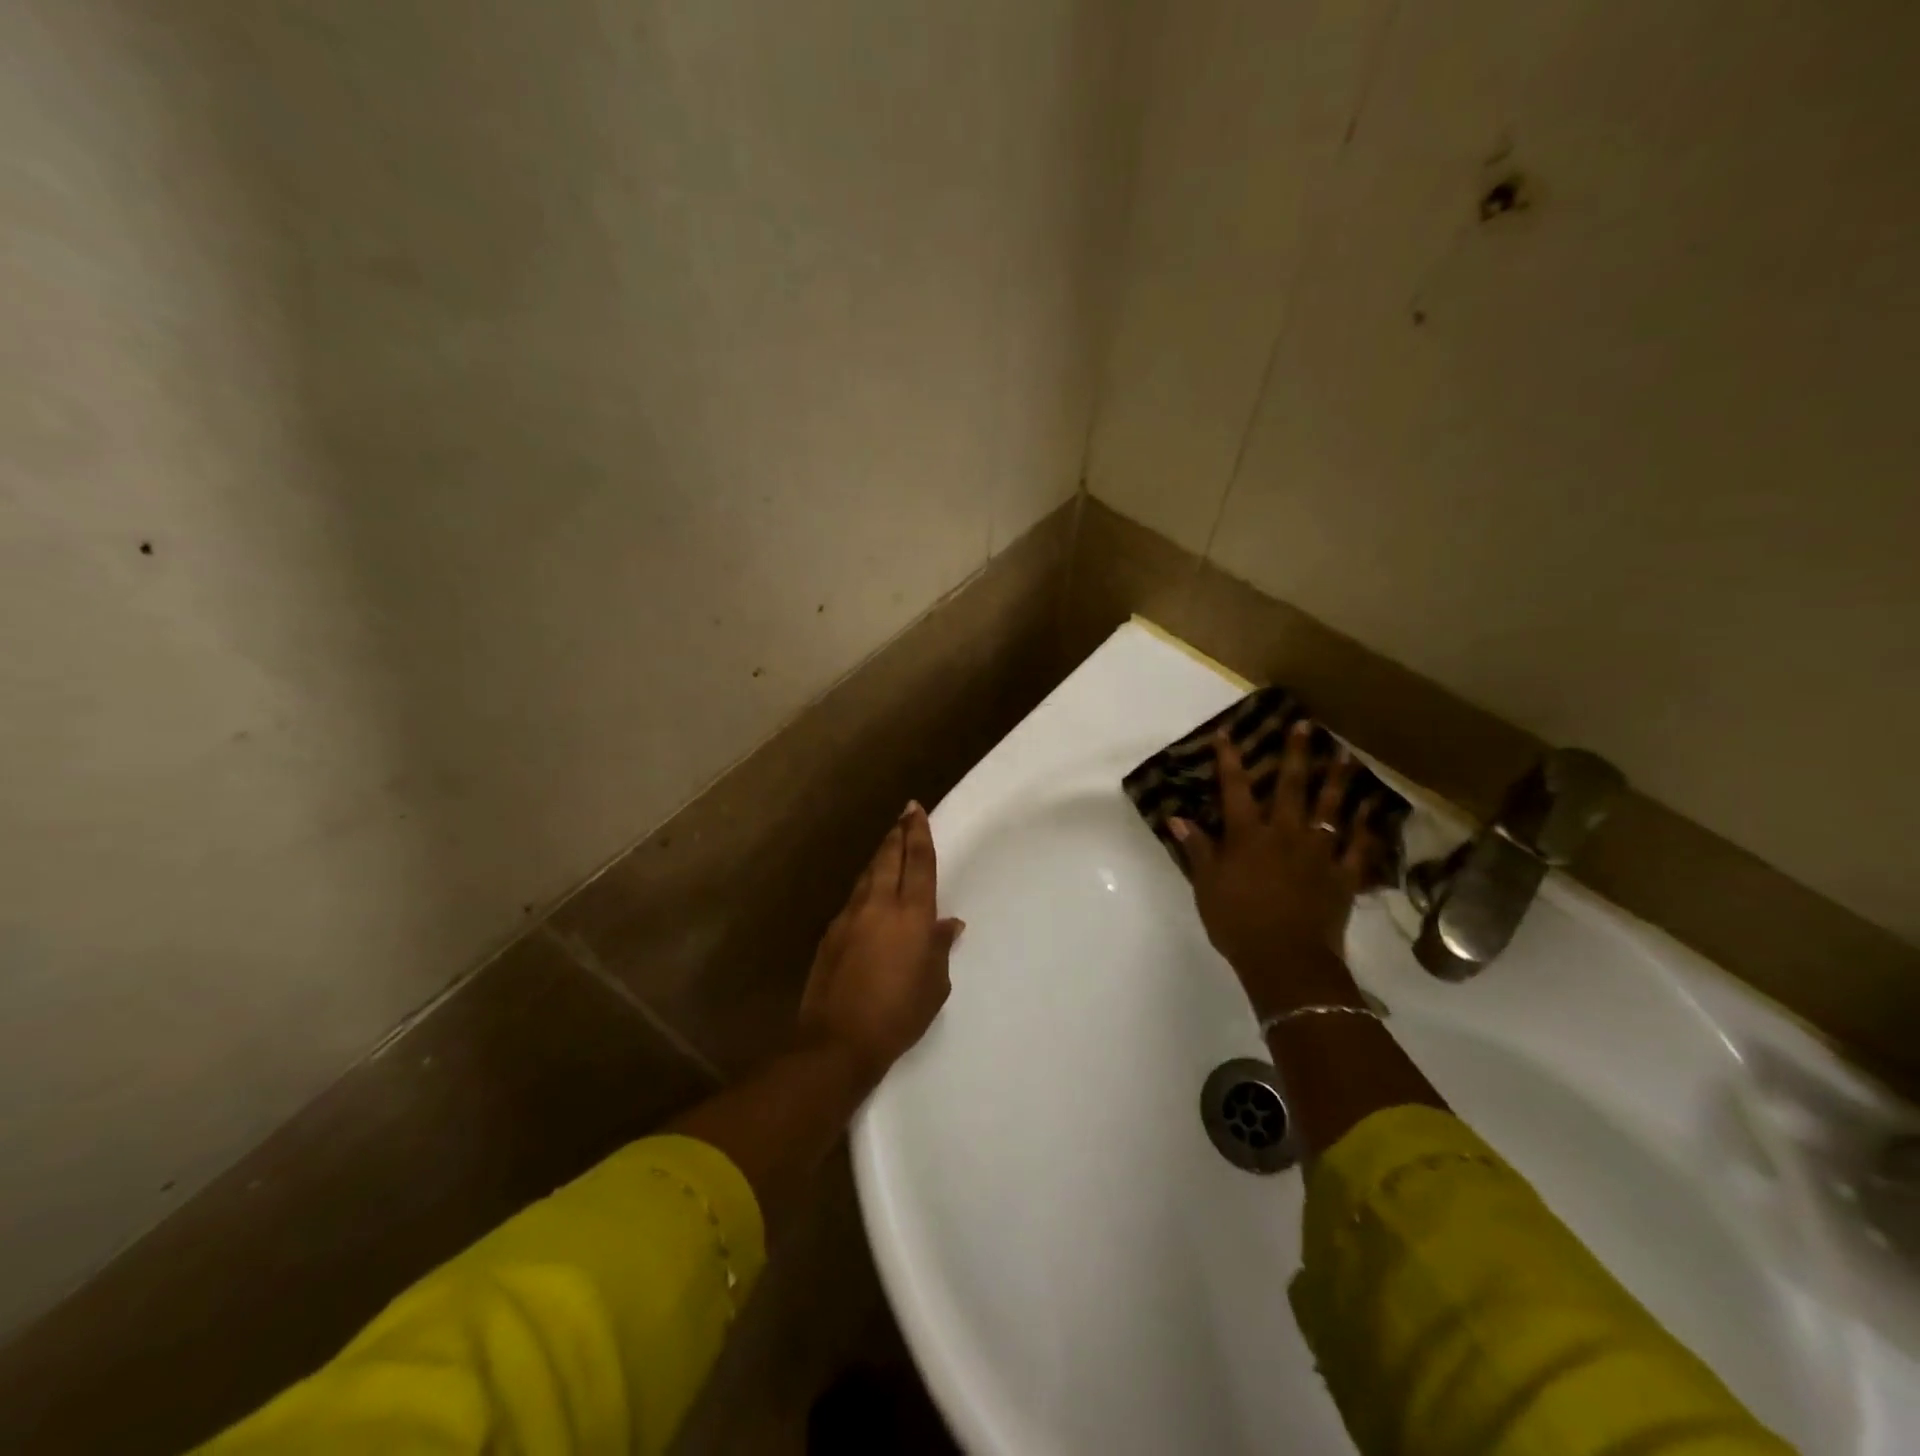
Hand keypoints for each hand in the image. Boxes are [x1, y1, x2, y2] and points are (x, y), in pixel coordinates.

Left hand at [798, 802, 963, 1082]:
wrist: (838, 1040)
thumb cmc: (898, 1015)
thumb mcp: (934, 985)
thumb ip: (940, 948)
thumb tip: (948, 924)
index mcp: (912, 915)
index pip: (919, 863)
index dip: (919, 833)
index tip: (915, 810)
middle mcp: (880, 905)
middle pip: (889, 858)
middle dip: (897, 833)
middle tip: (903, 815)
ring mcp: (850, 916)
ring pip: (868, 874)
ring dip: (879, 857)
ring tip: (888, 846)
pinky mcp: (831, 932)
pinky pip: (853, 898)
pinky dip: (865, 886)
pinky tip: (869, 893)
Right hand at [1171, 725, 1378, 1015]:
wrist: (1285, 959)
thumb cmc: (1237, 921)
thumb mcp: (1206, 885)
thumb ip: (1196, 848)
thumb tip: (1177, 817)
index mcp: (1248, 835)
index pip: (1235, 789)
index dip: (1230, 760)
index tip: (1228, 734)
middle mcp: (1285, 833)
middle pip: (1290, 787)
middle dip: (1295, 754)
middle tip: (1305, 726)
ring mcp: (1318, 852)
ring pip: (1330, 809)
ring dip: (1337, 780)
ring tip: (1345, 756)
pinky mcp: (1343, 875)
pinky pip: (1359, 847)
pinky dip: (1367, 827)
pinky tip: (1373, 809)